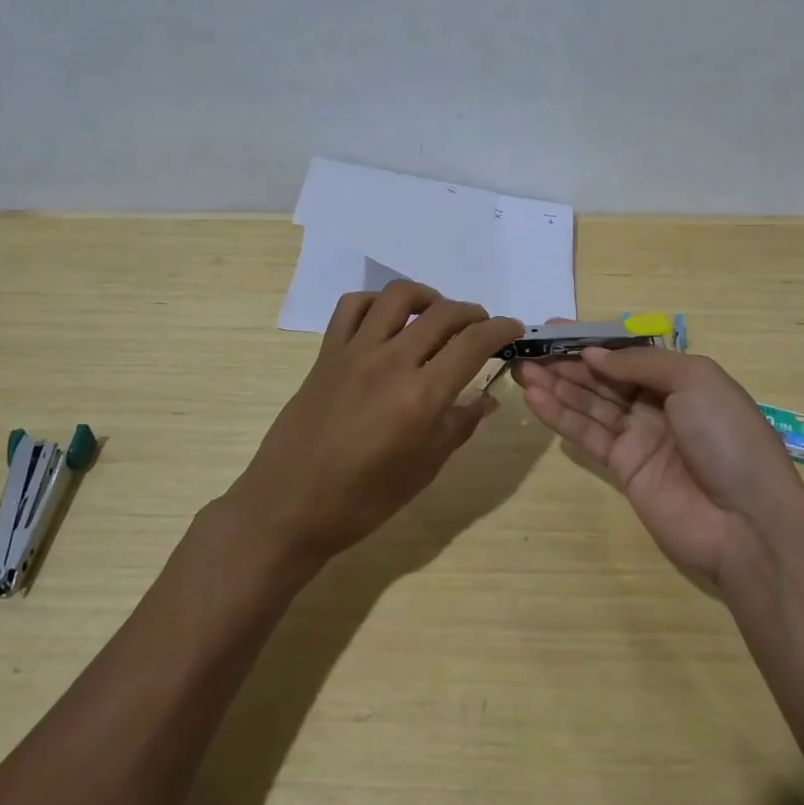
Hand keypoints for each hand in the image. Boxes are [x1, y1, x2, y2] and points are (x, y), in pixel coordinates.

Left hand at [227, 281, 522, 566]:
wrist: (290, 507)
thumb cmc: (363, 500)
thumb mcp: (424, 469)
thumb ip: (459, 425)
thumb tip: (488, 399)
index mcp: (421, 396)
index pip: (472, 344)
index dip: (500, 330)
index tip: (514, 328)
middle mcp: (390, 362)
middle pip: (442, 314)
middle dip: (472, 313)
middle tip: (481, 327)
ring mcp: (354, 353)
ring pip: (397, 297)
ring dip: (427, 298)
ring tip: (436, 316)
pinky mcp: (326, 354)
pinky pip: (352, 307)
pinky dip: (376, 302)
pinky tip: (387, 320)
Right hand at [512, 348, 803, 587]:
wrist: (747, 521)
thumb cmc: (727, 437)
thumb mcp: (695, 380)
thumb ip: (641, 364)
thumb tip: (594, 354)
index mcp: (680, 379)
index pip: (627, 354)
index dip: (592, 341)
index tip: (554, 329)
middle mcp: (657, 404)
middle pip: (603, 378)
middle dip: (566, 362)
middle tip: (527, 349)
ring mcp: (639, 437)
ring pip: (589, 404)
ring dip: (556, 386)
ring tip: (521, 369)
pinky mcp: (622, 468)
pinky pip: (587, 435)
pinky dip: (560, 416)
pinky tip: (534, 398)